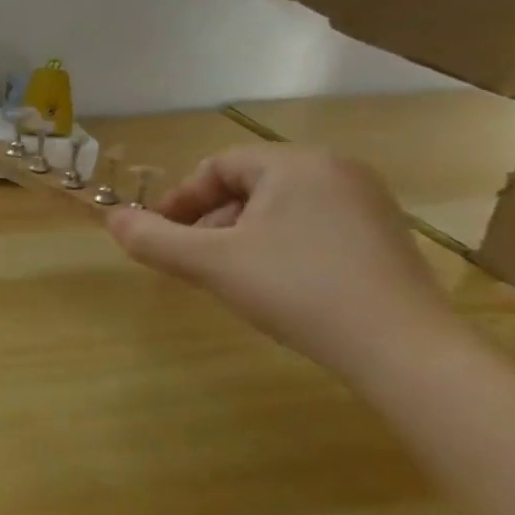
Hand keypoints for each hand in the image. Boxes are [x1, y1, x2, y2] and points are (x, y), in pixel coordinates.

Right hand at [105, 146, 462, 378]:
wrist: (404, 350)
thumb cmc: (297, 290)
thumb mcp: (211, 264)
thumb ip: (153, 239)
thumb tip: (111, 219)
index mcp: (296, 163)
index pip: (217, 166)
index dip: (180, 199)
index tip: (162, 236)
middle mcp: (336, 170)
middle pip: (248, 185)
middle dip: (210, 220)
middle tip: (193, 260)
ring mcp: (367, 204)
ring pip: (278, 208)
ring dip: (241, 235)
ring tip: (230, 276)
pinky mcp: (384, 237)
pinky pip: (312, 226)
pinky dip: (280, 246)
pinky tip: (276, 286)